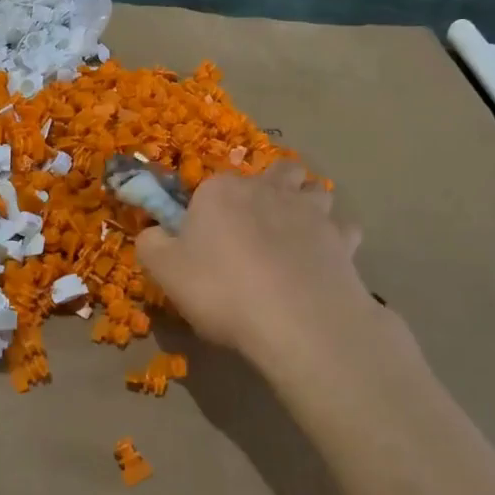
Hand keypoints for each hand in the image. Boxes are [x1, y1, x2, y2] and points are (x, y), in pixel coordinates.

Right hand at [136, 162, 396, 395]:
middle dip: (271, 187)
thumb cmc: (222, 290)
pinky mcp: (343, 239)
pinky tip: (323, 261)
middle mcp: (267, 189)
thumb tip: (153, 232)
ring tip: (295, 235)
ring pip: (314, 191)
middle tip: (257, 226)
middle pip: (275, 172)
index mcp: (220, 190)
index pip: (211, 186)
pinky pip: (342, 229)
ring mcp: (311, 211)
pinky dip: (335, 240)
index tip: (204, 239)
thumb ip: (151, 243)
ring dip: (306, 204)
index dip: (208, 209)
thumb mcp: (165, 271)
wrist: (297, 322)